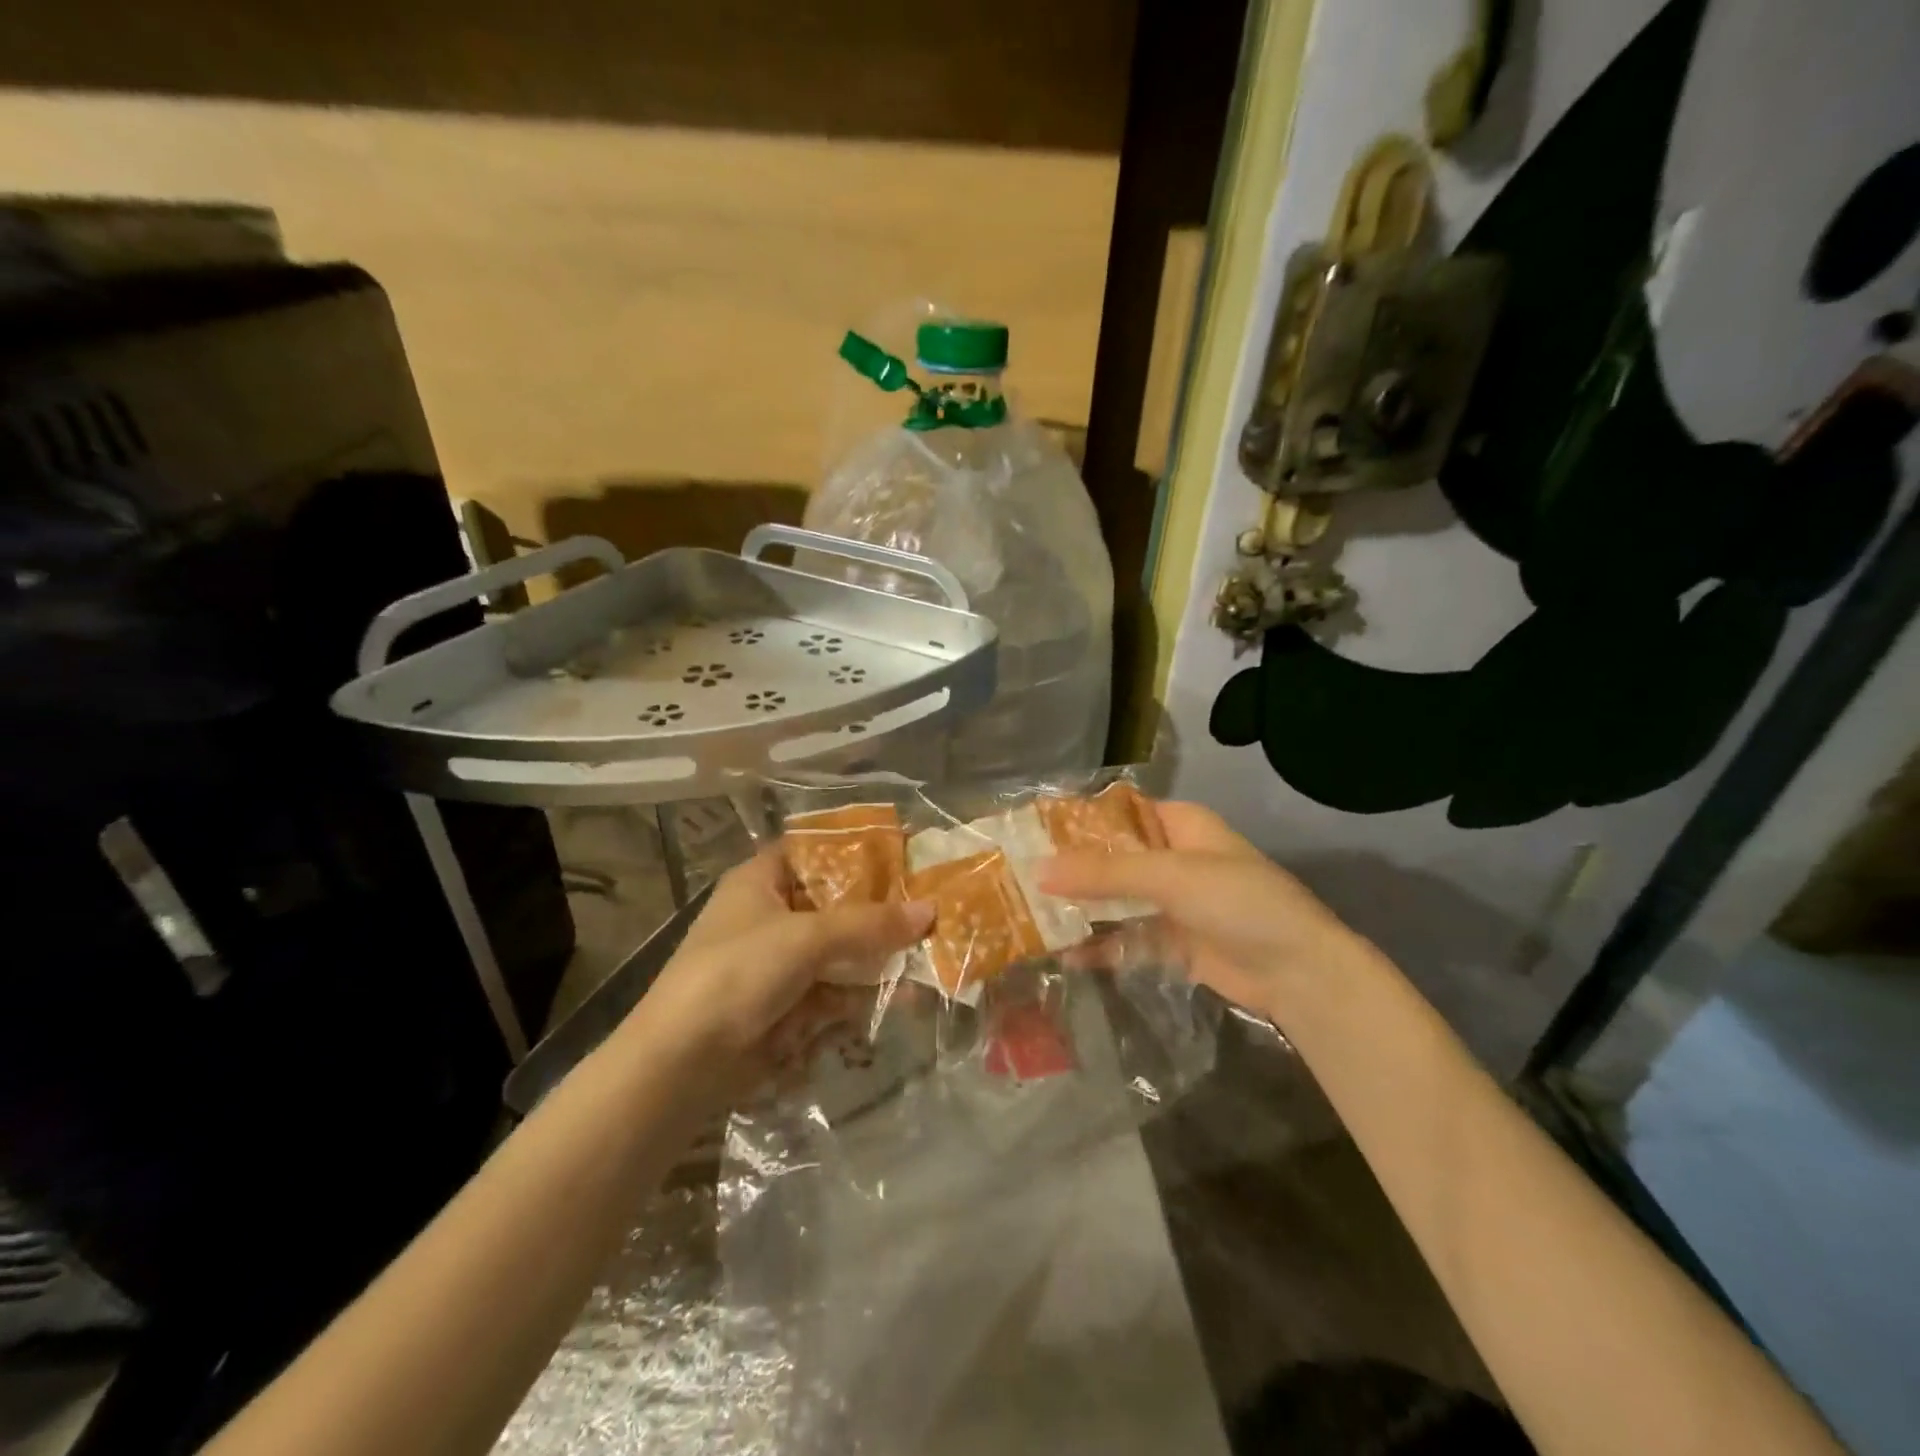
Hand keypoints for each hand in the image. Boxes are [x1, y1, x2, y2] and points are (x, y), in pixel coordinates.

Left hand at [641, 852, 932, 1068]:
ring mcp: (779, 961)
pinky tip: (903, 996)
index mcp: (762, 880)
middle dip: (881, 909)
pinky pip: (835, 988)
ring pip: (840, 949)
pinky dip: (864, 991)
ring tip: (930, 955)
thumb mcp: (806, 938)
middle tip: (932, 906)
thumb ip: (869, 924)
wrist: (681, 1063)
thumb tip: (931, 911)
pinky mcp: (787, 1003)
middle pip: (836, 902)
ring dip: (879, 955)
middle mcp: (771, 914)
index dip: (858, 851)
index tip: (905, 855)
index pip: (816, 851)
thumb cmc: (738, 974)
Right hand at [1039, 801, 1363, 1023]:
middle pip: (1110, 859)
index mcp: (1178, 825)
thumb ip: (1105, 873)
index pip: (1116, 814)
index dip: (1074, 822)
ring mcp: (1171, 902)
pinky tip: (1063, 954)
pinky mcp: (1171, 942)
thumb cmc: (1239, 902)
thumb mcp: (1170, 877)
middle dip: (1069, 870)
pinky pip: (1125, 938)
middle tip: (1016, 878)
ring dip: (1080, 909)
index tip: (1028, 833)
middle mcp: (1171, 858)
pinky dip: (1098, 945)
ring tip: (1028, 916)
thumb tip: (1039, 869)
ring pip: (1114, 900)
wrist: (1299, 973)